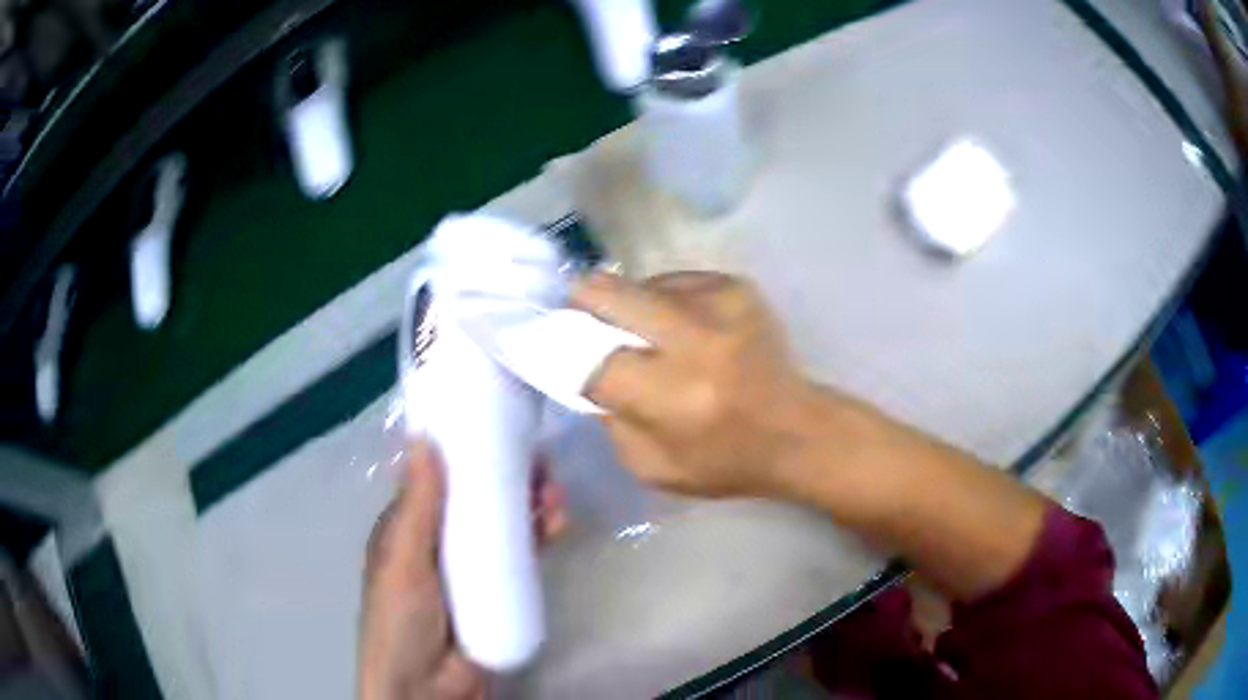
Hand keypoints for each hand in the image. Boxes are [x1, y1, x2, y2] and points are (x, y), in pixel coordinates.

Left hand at [358, 442, 565, 699]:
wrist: (429, 689)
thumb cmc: (401, 620)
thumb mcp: (403, 562)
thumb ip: (416, 508)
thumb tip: (422, 437)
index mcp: (410, 527)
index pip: (440, 479)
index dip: (466, 452)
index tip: (497, 429)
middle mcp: (442, 541)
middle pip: (479, 498)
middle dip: (509, 476)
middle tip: (541, 463)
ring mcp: (474, 566)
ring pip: (506, 523)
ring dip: (530, 502)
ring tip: (553, 494)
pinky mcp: (502, 590)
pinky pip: (524, 554)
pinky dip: (540, 533)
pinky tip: (556, 522)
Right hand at [573, 271, 821, 498]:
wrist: (796, 431)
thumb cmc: (723, 460)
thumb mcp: (652, 466)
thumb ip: (610, 419)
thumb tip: (585, 368)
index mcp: (673, 396)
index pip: (591, 358)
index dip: (565, 351)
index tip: (553, 348)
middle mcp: (695, 340)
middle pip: (606, 293)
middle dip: (583, 304)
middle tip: (582, 320)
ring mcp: (719, 303)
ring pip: (638, 283)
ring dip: (630, 307)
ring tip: (649, 336)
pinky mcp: (736, 286)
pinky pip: (673, 281)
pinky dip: (664, 301)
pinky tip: (682, 328)